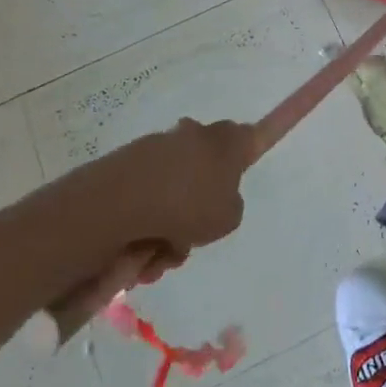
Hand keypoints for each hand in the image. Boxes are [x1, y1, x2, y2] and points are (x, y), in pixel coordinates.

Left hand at [90, 118, 255, 256]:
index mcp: (228, 141)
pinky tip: (141, 248)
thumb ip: (230, 206)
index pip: (254, 134)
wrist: (124, 200)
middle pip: (209, 168)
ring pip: (177, 191)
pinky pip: (149, 198)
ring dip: (171, 224)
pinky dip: (147, 223)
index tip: (262, 140)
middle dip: (201, 203)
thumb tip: (211, 200)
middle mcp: (196, 134)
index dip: (259, 139)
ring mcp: (161, 145)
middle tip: (196, 232)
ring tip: (162, 252)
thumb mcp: (230, 217)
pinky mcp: (131, 161)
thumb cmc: (190, 204)